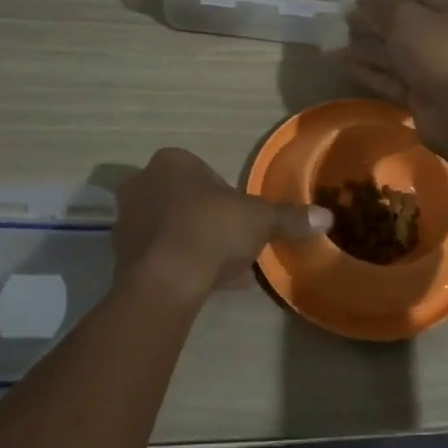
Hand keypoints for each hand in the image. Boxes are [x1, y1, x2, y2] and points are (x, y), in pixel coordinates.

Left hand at [111, 148, 331, 306]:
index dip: (229, 198)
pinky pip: (159, 255)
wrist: (165, 280)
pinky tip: (204, 285)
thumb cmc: (212, 230)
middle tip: (234, 244)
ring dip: (194, 244)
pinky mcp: (120, 256)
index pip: (206, 173)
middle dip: (209, 220)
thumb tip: (327, 217)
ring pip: (171, 229)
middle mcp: (142, 183)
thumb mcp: (260, 220)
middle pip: (186, 201)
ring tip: (222, 270)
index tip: (243, 221)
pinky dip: (180, 265)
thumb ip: (290, 217)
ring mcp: (127, 220)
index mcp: (172, 162)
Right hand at [344, 0, 447, 149]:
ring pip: (395, 55)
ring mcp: (433, 71)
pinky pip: (390, 79)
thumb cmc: (435, 52)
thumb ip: (382, 4)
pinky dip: (368, 71)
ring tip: (334, 42)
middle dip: (373, 24)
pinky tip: (342, 64)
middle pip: (404, 28)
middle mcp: (447, 41)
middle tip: (342, 21)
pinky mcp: (420, 96)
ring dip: (366, 48)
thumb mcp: (406, 18)